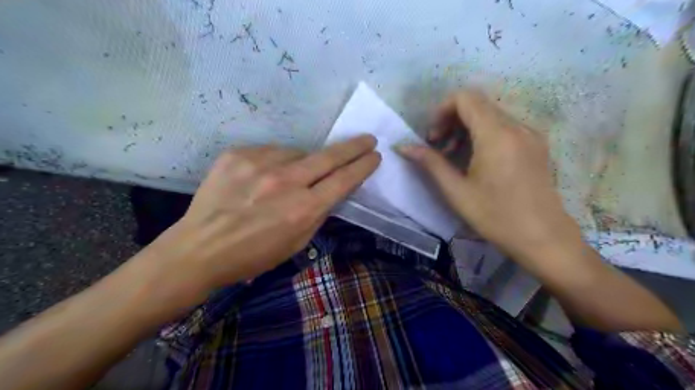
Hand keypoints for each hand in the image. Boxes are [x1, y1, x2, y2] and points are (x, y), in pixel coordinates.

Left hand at [141, 137, 378, 301]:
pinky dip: (274, 162)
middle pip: (329, 156)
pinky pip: (270, 152)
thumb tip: (332, 189)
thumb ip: (318, 212)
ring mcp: (259, 163)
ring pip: (297, 153)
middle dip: (353, 147)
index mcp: (303, 209)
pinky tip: (263, 177)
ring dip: (302, 163)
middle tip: (367, 139)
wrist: (200, 248)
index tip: (374, 156)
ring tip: (287, 180)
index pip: (344, 180)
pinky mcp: (238, 154)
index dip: (363, 166)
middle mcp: (285, 181)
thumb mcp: (297, 243)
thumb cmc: (254, 255)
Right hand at [396, 92, 581, 257]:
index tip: (432, 137)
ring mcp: (530, 135)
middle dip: (451, 120)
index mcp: (496, 134)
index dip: (442, 110)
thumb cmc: (496, 216)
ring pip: (491, 115)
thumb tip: (403, 146)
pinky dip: (484, 135)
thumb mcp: (457, 191)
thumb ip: (430, 163)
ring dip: (466, 128)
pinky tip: (478, 160)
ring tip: (455, 156)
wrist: (544, 238)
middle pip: (478, 104)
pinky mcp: (536, 145)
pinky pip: (505, 127)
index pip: (465, 97)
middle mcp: (517, 126)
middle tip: (439, 147)